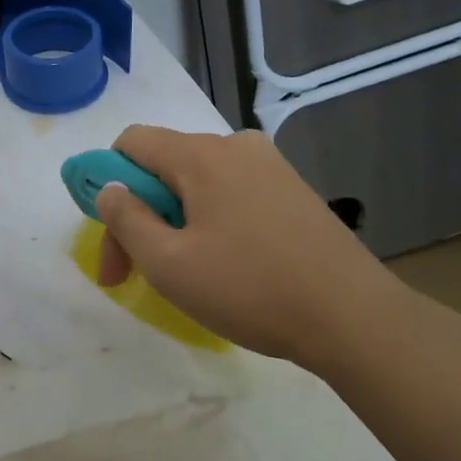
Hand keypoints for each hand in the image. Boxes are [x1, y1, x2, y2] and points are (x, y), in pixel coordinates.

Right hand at [94, 126, 416, 375]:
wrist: (353, 317)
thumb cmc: (250, 289)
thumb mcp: (169, 263)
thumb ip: (126, 219)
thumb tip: (109, 189)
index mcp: (201, 155)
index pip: (131, 142)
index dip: (106, 183)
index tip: (111, 239)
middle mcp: (235, 146)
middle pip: (163, 165)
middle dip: (139, 214)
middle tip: (133, 274)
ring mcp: (270, 166)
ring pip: (197, 182)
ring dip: (173, 220)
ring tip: (181, 273)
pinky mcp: (293, 190)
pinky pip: (231, 192)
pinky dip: (209, 220)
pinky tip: (224, 263)